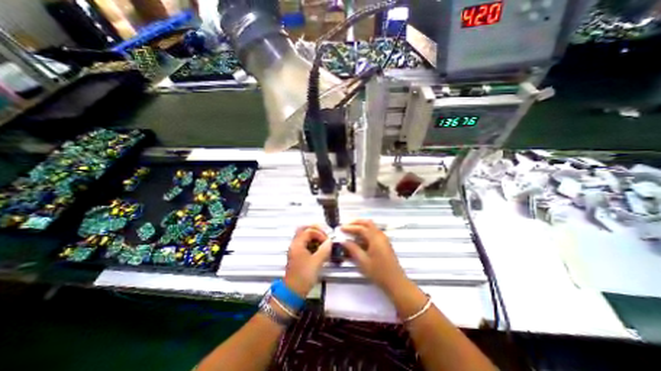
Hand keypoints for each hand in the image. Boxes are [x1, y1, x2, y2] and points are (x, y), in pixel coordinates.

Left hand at [283, 225, 329, 296]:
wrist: (293, 291)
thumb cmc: (304, 276)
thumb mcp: (317, 262)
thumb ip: (324, 249)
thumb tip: (330, 241)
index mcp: (297, 244)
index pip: (309, 231)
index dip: (320, 234)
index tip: (327, 241)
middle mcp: (295, 244)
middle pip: (304, 229)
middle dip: (315, 229)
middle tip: (325, 233)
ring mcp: (296, 249)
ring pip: (304, 236)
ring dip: (314, 235)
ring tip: (324, 240)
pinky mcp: (298, 255)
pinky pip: (305, 243)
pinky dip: (313, 242)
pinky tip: (320, 247)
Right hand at [341, 221, 408, 295]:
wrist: (395, 282)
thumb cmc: (378, 272)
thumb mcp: (363, 261)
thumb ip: (353, 249)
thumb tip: (344, 241)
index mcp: (375, 238)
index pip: (361, 228)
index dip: (350, 227)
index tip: (341, 228)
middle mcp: (380, 235)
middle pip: (368, 223)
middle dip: (357, 222)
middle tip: (347, 225)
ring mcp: (383, 239)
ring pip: (371, 227)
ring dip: (361, 227)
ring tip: (351, 231)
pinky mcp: (384, 244)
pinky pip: (373, 233)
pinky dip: (365, 232)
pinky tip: (359, 239)